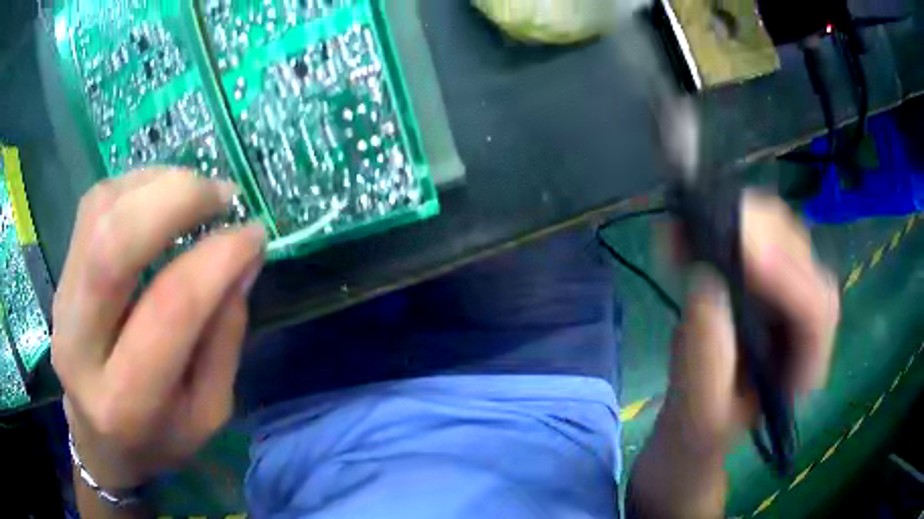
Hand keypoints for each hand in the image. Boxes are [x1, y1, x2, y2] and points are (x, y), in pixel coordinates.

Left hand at [52, 169, 265, 489]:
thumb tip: (243, 257)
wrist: (99, 440)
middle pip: (113, 246)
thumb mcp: (208, 412)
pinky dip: (134, 186)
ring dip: (156, 185)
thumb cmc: (159, 437)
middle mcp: (80, 347)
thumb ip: (224, 337)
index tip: (253, 234)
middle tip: (222, 196)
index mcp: (127, 401)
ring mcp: (62, 304)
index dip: (217, 259)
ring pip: (99, 212)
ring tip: (196, 192)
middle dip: (176, 200)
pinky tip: (161, 195)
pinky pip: (92, 207)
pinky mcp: (59, 276)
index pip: (170, 309)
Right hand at [627, 192, 839, 518]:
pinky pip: (754, 233)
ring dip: (740, 220)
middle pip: (803, 258)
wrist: (695, 425)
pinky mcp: (762, 278)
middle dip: (761, 233)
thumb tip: (705, 281)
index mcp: (803, 369)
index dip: (785, 276)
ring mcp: (785, 294)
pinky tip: (690, 228)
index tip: (742, 252)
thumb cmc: (699, 431)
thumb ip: (705, 362)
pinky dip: (723, 222)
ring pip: (782, 234)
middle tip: (709, 223)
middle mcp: (805, 323)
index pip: (816, 311)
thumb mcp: (697, 415)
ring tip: (691, 225)